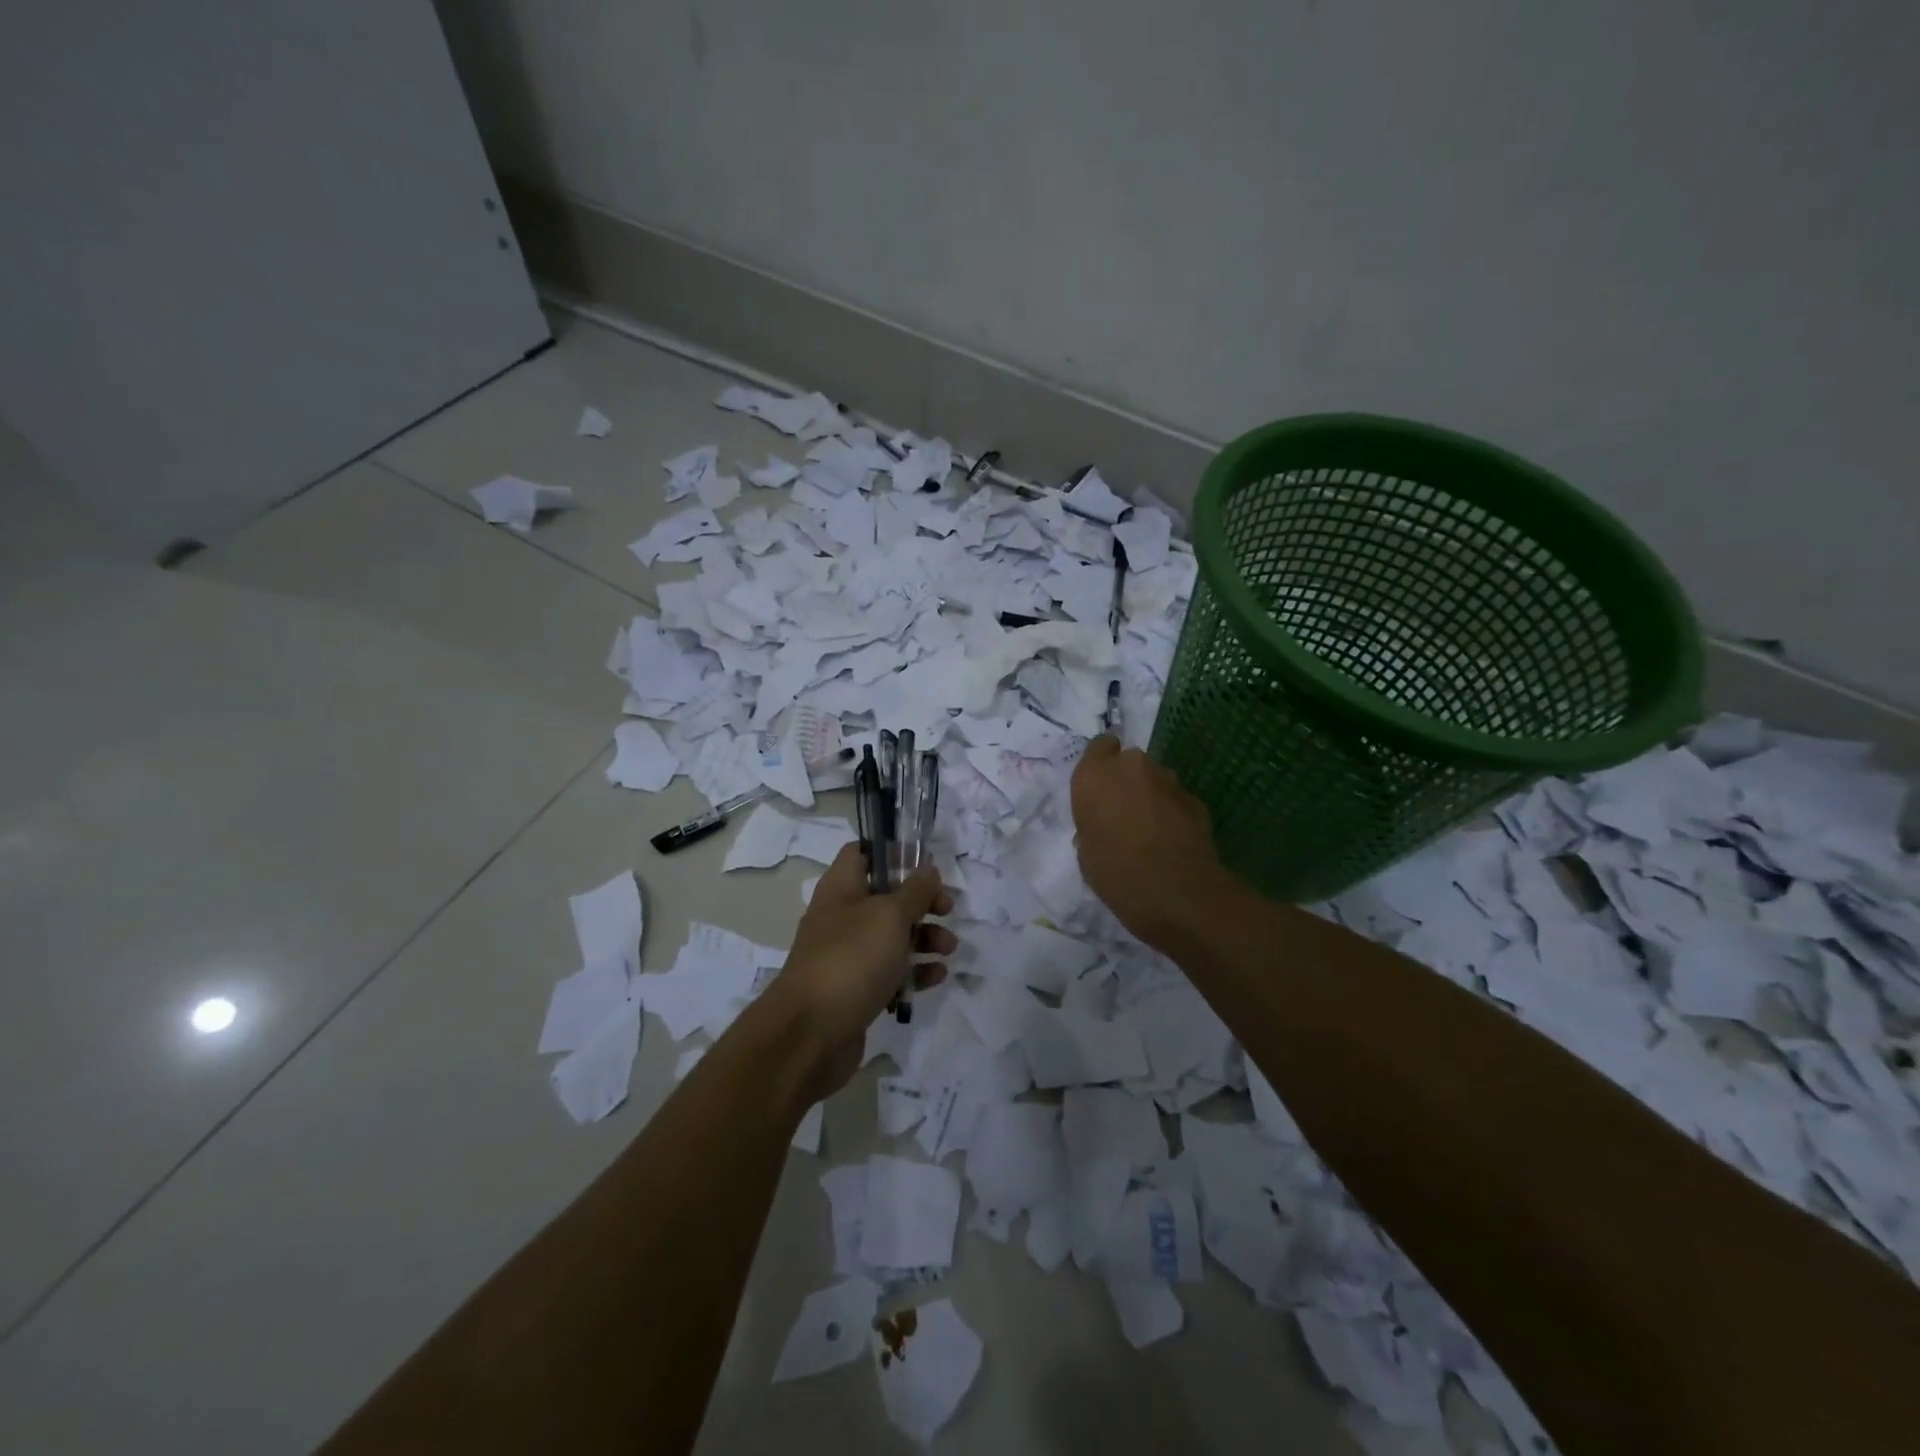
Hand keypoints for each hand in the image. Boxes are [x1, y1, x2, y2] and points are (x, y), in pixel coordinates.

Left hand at [769, 844, 954, 1096]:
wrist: (810, 1034)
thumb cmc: (852, 959)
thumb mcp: (890, 916)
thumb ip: (915, 891)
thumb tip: (928, 869)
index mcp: (841, 888)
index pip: (861, 853)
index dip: (892, 852)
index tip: (924, 864)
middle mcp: (842, 917)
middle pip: (885, 896)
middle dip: (921, 902)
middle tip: (948, 909)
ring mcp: (847, 955)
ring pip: (892, 936)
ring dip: (925, 938)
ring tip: (949, 948)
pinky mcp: (856, 990)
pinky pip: (890, 972)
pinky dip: (914, 971)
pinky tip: (936, 977)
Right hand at [1071, 735, 1223, 950]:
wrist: (1176, 893)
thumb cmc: (1115, 873)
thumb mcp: (1086, 853)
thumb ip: (1092, 826)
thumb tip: (1103, 827)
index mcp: (1095, 775)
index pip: (1099, 746)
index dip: (1101, 764)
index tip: (1100, 789)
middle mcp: (1132, 767)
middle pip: (1129, 763)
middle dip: (1127, 782)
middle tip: (1123, 815)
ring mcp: (1169, 781)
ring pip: (1155, 780)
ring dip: (1151, 797)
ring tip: (1150, 832)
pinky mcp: (1196, 800)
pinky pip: (1176, 801)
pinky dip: (1173, 814)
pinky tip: (1172, 842)